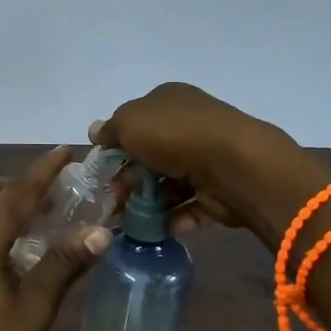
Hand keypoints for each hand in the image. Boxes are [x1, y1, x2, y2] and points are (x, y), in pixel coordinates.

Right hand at [93, 82, 312, 238]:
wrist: (234, 164)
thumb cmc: (174, 135)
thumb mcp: (129, 123)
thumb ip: (110, 129)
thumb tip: (96, 131)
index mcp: (169, 100)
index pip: (136, 122)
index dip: (116, 145)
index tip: (102, 170)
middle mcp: (190, 125)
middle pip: (151, 156)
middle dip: (130, 179)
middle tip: (113, 201)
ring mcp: (208, 158)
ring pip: (170, 183)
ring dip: (149, 203)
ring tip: (130, 222)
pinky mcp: (221, 190)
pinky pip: (191, 205)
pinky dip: (174, 218)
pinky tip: (158, 229)